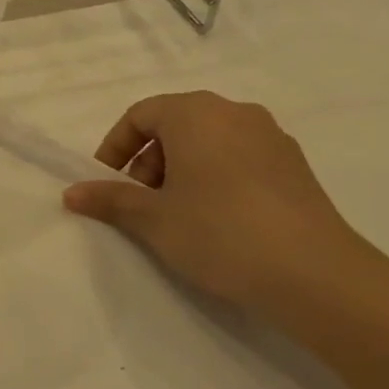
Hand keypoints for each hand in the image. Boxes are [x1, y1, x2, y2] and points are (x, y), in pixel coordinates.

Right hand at [62, 91, 369, 312]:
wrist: (316, 275)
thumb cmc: (219, 232)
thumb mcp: (152, 219)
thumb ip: (110, 199)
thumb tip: (71, 192)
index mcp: (195, 113)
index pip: (140, 115)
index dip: (115, 148)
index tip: (107, 184)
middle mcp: (235, 113)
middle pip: (175, 125)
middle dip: (148, 161)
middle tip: (141, 204)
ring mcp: (272, 138)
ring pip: (208, 142)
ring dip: (181, 171)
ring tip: (178, 215)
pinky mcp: (295, 167)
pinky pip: (239, 159)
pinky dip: (216, 178)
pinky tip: (218, 221)